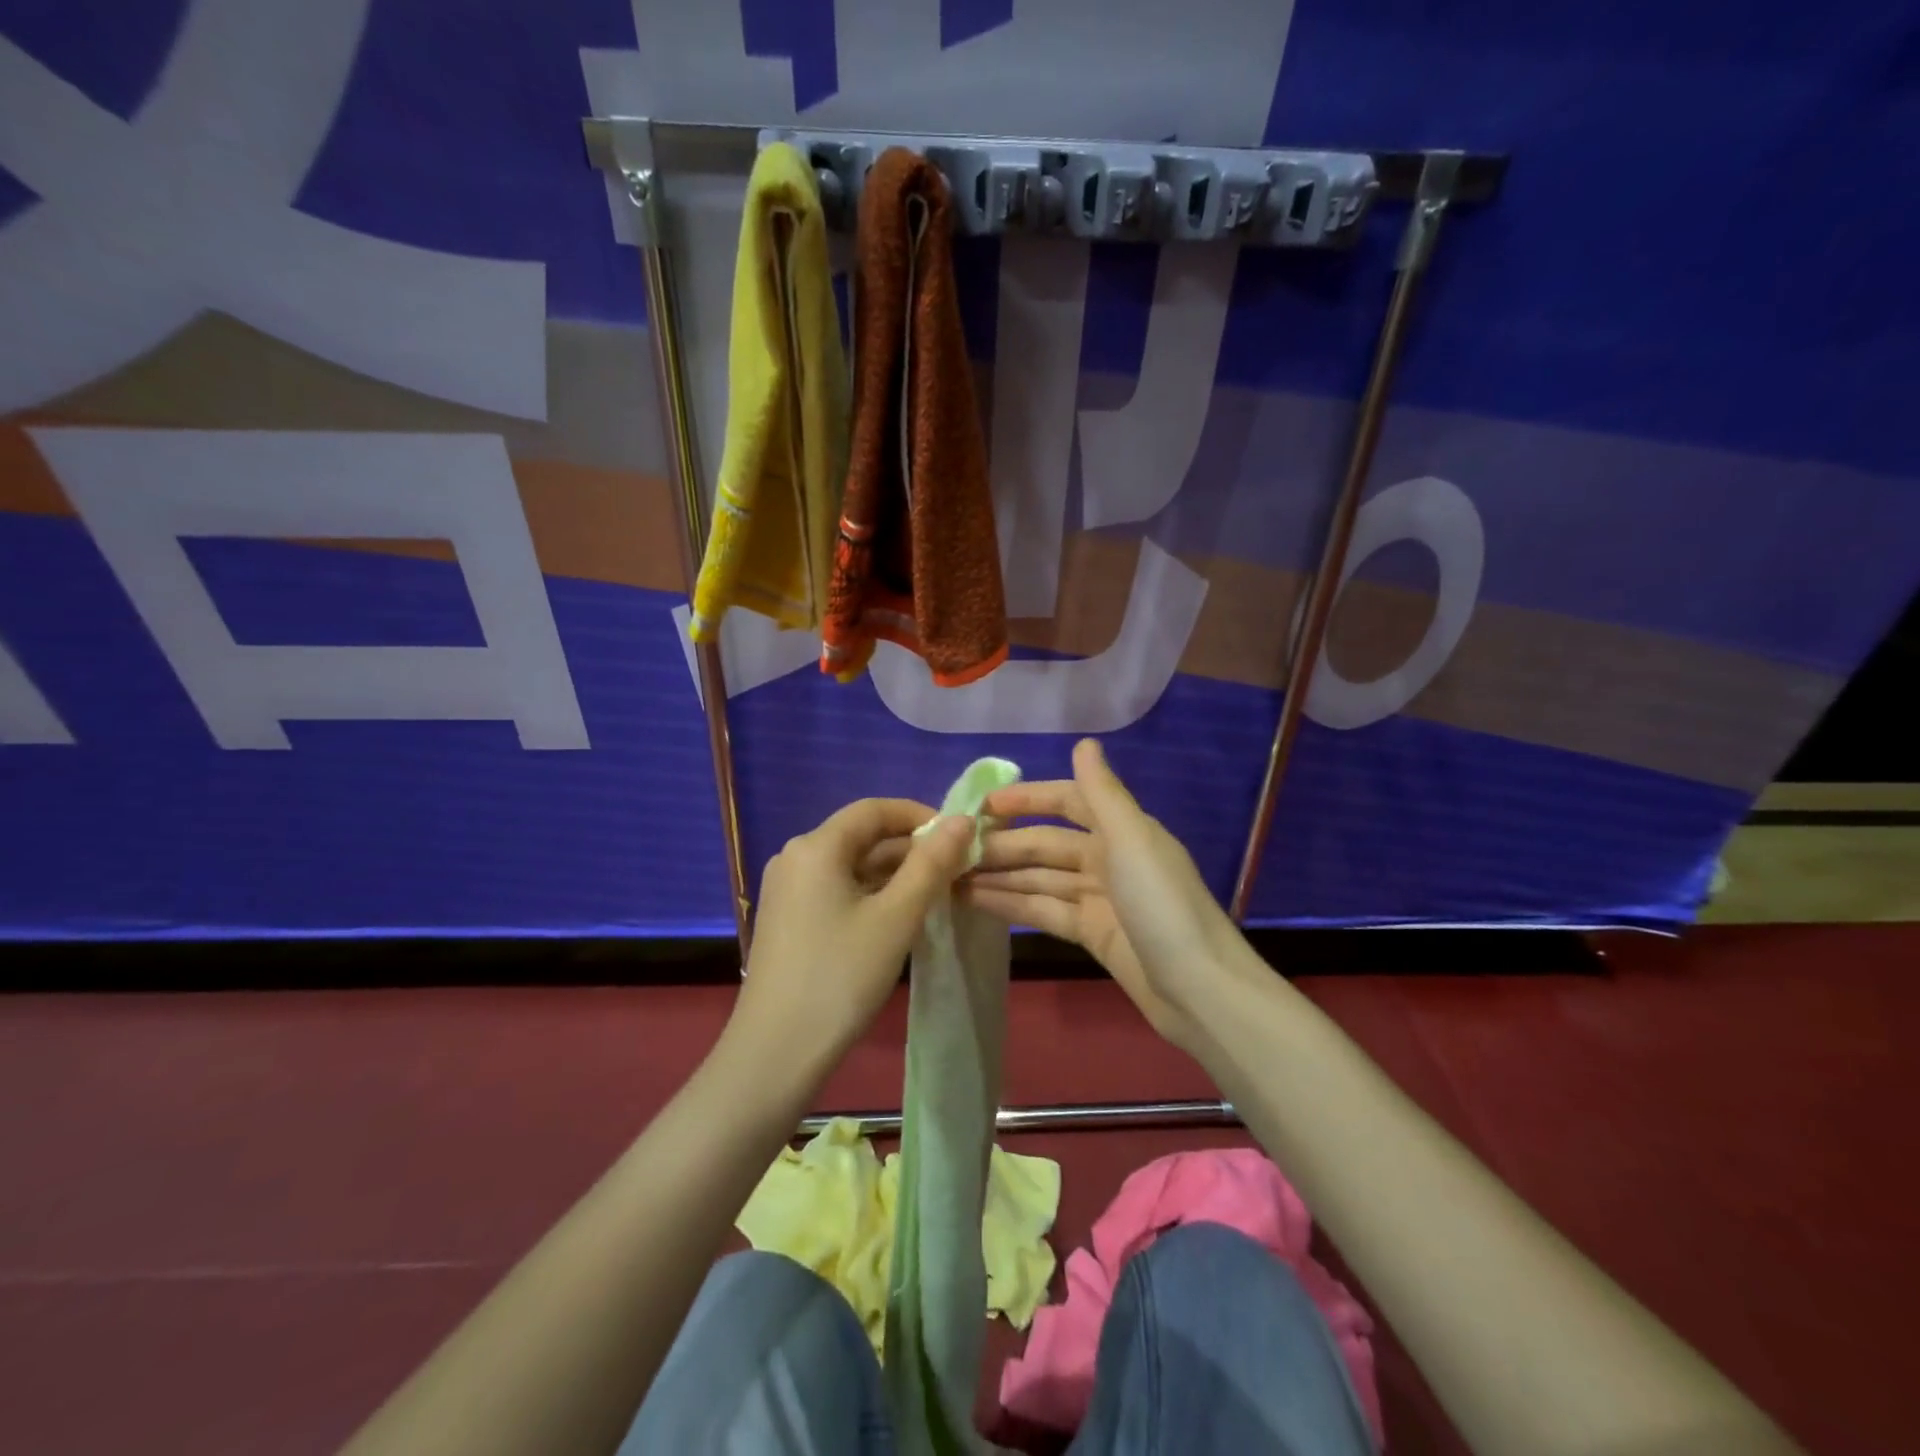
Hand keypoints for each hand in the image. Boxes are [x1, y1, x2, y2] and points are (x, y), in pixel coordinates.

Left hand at [733, 799, 975, 1071]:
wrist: (776, 1052)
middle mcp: (795, 857)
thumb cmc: (841, 976)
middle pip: (862, 836)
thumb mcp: (897, 917)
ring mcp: (787, 890)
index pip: (875, 810)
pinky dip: (871, 894)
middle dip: (911, 850)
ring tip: (937, 895)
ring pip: (851, 866)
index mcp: (815, 847)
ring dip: (894, 874)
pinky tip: (900, 917)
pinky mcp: (788, 918)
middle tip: (956, 872)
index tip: (959, 839)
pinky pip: (837, 889)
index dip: (920, 816)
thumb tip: (962, 820)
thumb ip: (932, 864)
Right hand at [961, 739, 1244, 1049]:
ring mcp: (1099, 898)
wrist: (1199, 990)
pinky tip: (976, 901)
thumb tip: (1085, 742)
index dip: (1028, 799)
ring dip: (1001, 875)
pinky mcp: (1092, 934)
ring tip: (952, 876)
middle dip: (1004, 844)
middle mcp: (1109, 858)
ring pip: (1041, 879)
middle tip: (953, 850)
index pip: (1069, 801)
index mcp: (1122, 831)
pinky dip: (1013, 904)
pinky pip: (1045, 910)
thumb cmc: (1163, 906)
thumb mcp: (1132, 840)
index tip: (983, 805)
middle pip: (1047, 844)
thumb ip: (1103, 793)